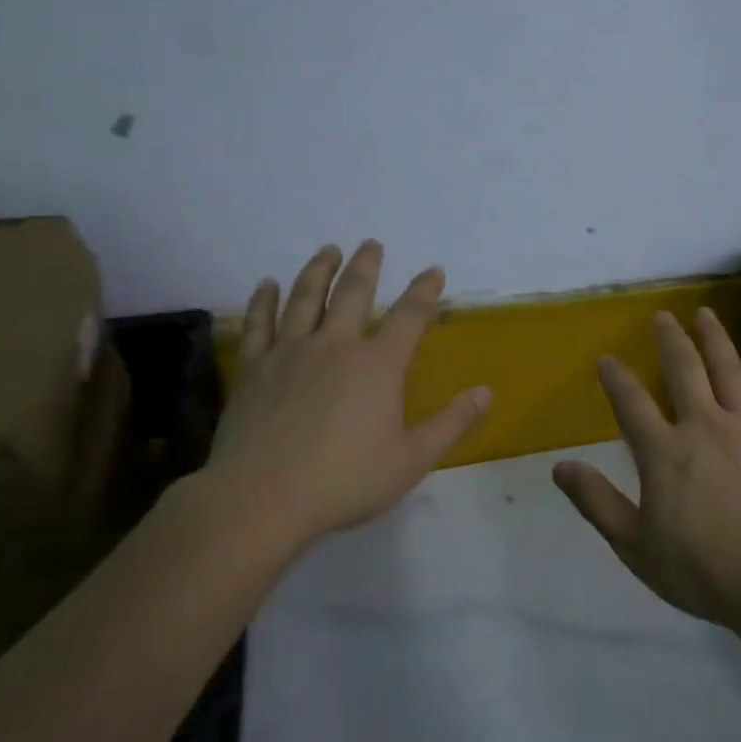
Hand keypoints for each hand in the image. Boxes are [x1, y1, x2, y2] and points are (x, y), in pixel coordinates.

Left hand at [197, 241, 491, 557]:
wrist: (262, 498)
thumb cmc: (345, 480)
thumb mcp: (412, 459)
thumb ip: (451, 423)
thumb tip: (486, 393)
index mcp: (378, 365)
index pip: (409, 317)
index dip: (425, 291)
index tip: (434, 271)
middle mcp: (335, 346)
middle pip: (354, 293)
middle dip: (367, 265)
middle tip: (372, 244)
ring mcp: (290, 353)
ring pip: (306, 298)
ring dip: (319, 270)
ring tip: (328, 251)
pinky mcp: (254, 369)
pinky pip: (260, 323)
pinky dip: (265, 300)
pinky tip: (267, 285)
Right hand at [552, 308, 740, 630]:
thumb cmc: (703, 570)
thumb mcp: (636, 546)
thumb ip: (597, 503)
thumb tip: (559, 467)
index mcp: (664, 452)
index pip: (631, 402)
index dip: (616, 377)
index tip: (606, 358)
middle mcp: (704, 426)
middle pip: (683, 369)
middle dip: (670, 339)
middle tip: (662, 316)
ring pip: (728, 370)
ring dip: (714, 339)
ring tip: (705, 314)